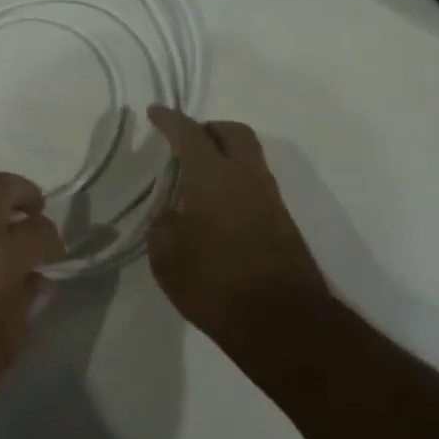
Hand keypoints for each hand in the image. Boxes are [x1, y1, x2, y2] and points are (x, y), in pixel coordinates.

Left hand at [0, 173, 63, 422]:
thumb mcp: (9, 340)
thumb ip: (28, 300)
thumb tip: (40, 280)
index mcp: (1, 256)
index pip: (39, 230)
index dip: (53, 240)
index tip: (55, 255)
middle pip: (3, 186)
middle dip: (25, 193)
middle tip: (35, 211)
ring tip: (5, 212)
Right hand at [145, 107, 329, 357]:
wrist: (284, 325)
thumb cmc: (216, 284)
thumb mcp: (167, 256)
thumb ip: (164, 225)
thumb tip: (172, 216)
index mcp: (213, 175)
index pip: (189, 133)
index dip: (169, 119)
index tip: (154, 112)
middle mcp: (246, 177)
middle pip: (232, 132)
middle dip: (208, 129)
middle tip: (185, 142)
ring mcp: (270, 199)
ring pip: (249, 157)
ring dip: (225, 156)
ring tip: (198, 179)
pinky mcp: (283, 224)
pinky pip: (255, 185)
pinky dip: (236, 182)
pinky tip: (217, 209)